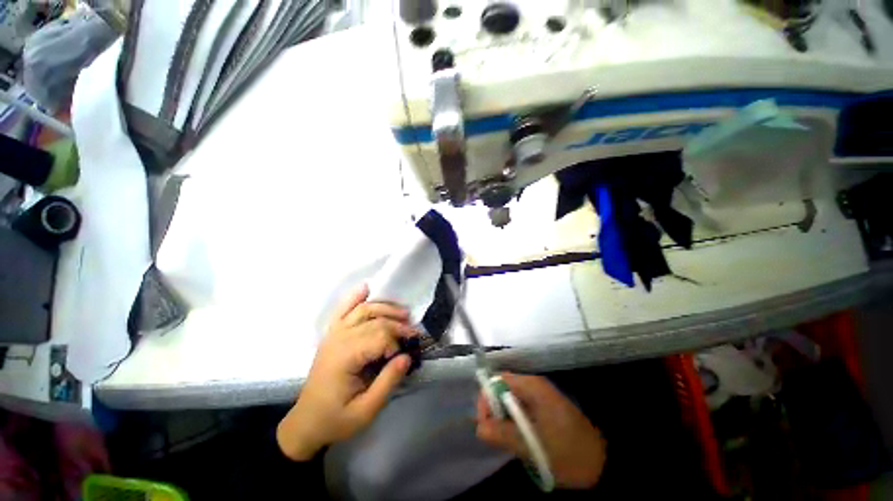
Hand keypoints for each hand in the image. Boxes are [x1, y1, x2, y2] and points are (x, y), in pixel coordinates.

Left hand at [277, 284, 417, 460]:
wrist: (306, 422)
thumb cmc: (336, 419)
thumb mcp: (366, 411)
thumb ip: (388, 382)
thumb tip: (407, 357)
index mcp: (344, 357)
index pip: (379, 336)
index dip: (397, 342)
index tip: (406, 354)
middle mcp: (338, 339)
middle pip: (374, 320)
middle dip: (397, 323)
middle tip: (414, 332)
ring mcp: (333, 333)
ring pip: (363, 310)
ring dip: (385, 307)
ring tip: (403, 312)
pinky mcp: (332, 333)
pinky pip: (343, 309)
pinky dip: (354, 297)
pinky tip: (366, 288)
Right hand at [476, 373, 606, 488]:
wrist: (604, 463)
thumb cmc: (570, 453)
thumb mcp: (534, 447)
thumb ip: (504, 434)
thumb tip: (479, 427)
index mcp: (532, 387)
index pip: (498, 381)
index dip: (486, 399)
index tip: (484, 424)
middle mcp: (534, 386)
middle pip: (503, 389)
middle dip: (495, 411)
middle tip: (496, 437)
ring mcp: (539, 397)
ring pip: (510, 402)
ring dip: (504, 420)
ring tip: (508, 442)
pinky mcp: (543, 409)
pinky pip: (520, 410)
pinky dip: (514, 424)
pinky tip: (520, 442)